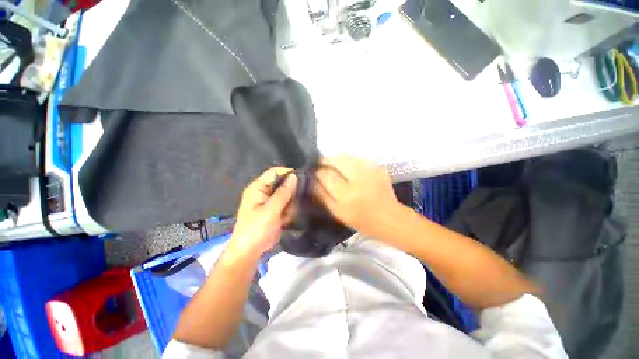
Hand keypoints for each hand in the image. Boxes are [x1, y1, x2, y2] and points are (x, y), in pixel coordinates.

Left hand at [227, 167, 296, 260]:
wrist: (250, 251)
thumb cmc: (257, 229)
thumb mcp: (271, 210)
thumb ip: (283, 193)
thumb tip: (294, 176)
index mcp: (258, 188)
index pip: (274, 172)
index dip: (288, 173)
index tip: (302, 179)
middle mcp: (263, 192)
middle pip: (281, 183)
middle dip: (291, 191)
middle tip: (298, 199)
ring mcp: (269, 202)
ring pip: (286, 195)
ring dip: (290, 203)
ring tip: (289, 213)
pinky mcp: (274, 210)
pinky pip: (285, 204)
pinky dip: (289, 210)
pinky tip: (287, 218)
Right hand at [314, 155, 399, 234]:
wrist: (388, 217)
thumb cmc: (360, 220)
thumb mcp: (337, 212)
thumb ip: (323, 196)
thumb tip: (312, 182)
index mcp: (346, 196)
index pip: (326, 176)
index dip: (317, 172)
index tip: (312, 171)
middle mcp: (357, 181)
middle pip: (336, 162)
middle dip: (325, 160)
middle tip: (319, 163)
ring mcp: (369, 172)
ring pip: (346, 157)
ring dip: (335, 158)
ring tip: (330, 162)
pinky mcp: (377, 168)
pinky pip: (357, 158)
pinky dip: (347, 159)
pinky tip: (345, 164)